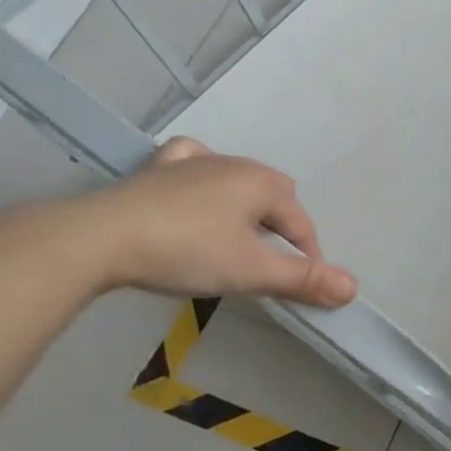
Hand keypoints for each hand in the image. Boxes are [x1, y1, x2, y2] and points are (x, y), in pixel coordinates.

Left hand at [82, 138, 357, 305]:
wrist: (98, 238)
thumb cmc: (186, 251)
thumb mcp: (251, 272)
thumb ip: (303, 279)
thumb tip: (353, 289)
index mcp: (262, 184)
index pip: (301, 224)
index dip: (308, 256)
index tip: (300, 286)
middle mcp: (234, 164)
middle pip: (275, 194)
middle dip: (282, 225)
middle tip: (269, 262)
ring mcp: (193, 163)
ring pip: (238, 179)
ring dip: (247, 205)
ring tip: (238, 235)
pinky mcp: (156, 170)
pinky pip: (193, 162)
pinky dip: (203, 175)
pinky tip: (196, 187)